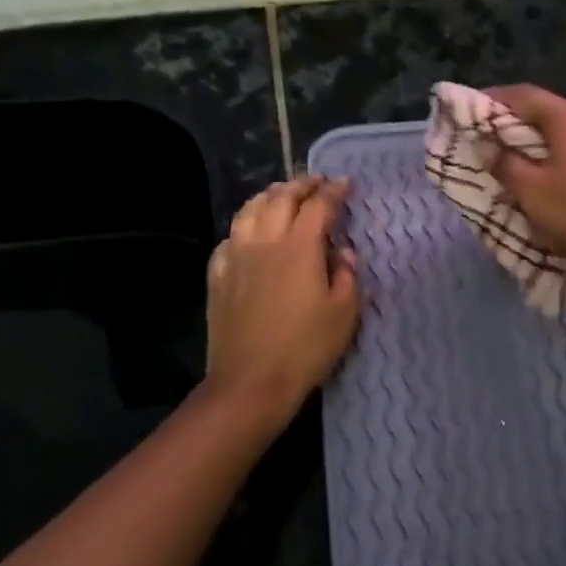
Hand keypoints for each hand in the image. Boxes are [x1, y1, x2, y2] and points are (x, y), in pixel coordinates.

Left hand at [204, 175, 360, 421]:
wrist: (251, 382)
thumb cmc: (306, 349)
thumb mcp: (345, 314)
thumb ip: (348, 275)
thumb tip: (343, 252)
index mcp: (300, 248)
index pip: (319, 206)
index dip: (334, 191)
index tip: (345, 184)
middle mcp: (265, 242)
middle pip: (280, 198)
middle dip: (301, 185)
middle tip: (316, 183)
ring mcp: (236, 258)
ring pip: (249, 211)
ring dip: (268, 197)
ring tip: (281, 196)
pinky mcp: (218, 277)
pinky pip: (229, 238)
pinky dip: (244, 226)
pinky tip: (249, 234)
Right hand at [487, 85, 565, 285]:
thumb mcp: (533, 194)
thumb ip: (506, 165)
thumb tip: (491, 146)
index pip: (525, 95)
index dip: (496, 99)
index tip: (474, 111)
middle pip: (552, 111)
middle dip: (522, 123)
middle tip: (499, 141)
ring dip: (549, 141)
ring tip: (531, 162)